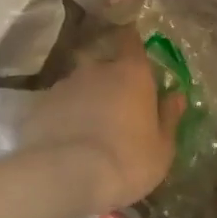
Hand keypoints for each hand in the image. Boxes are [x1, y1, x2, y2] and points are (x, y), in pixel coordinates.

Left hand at [22, 38, 185, 214]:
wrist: (66, 176)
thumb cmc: (127, 161)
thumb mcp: (162, 148)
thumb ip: (169, 118)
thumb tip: (176, 96)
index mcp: (132, 74)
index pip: (132, 41)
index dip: (132, 42)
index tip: (132, 47)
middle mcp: (97, 70)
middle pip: (105, 65)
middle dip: (110, 81)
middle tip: (115, 107)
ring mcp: (65, 85)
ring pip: (80, 85)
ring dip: (85, 99)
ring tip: (88, 128)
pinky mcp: (40, 105)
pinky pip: (58, 105)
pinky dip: (64, 116)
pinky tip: (66, 139)